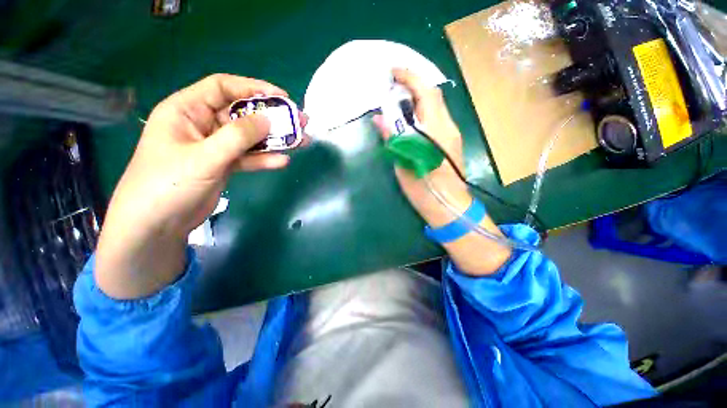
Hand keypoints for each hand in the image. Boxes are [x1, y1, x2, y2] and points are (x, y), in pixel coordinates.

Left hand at [96, 74, 293, 298]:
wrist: (158, 224)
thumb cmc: (169, 184)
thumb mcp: (204, 157)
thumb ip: (237, 137)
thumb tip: (268, 119)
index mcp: (187, 110)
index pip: (223, 87)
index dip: (253, 88)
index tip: (282, 97)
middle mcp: (202, 124)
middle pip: (242, 114)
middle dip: (272, 117)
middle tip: (300, 121)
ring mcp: (215, 146)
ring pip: (250, 138)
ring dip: (275, 140)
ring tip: (301, 141)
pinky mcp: (224, 165)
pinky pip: (248, 157)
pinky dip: (264, 159)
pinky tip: (282, 161)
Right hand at [373, 68, 470, 227]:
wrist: (448, 206)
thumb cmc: (424, 189)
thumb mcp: (403, 163)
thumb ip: (393, 137)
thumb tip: (378, 118)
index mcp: (436, 130)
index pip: (426, 93)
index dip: (410, 77)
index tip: (393, 71)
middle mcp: (448, 126)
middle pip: (433, 96)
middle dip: (413, 85)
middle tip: (392, 86)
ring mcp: (452, 134)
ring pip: (435, 106)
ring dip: (418, 98)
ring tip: (398, 100)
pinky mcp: (451, 141)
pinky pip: (436, 118)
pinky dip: (422, 111)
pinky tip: (410, 119)